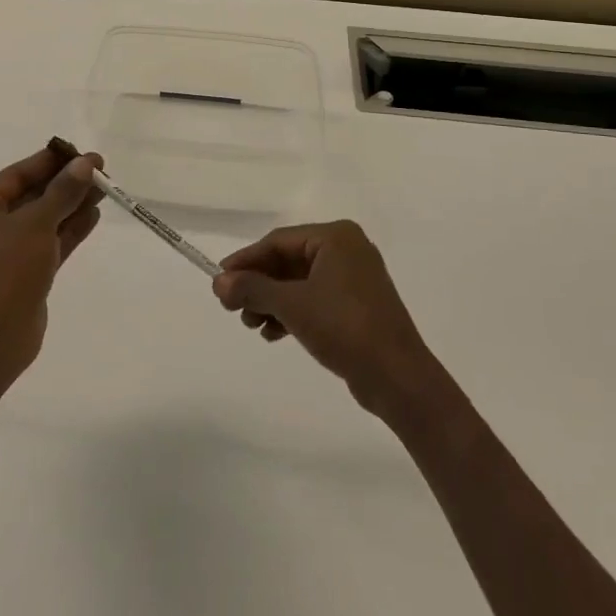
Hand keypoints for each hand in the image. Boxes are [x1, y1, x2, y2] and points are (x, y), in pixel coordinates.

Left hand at [0, 146, 103, 379]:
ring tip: (104, 190)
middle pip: (32, 196)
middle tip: (100, 171)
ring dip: (71, 206)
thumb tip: (86, 164)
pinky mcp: (25, 276)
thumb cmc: (4, 270)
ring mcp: (6, 254)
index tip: (82, 153)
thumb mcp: (36, 224)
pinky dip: (69, 230)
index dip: (52, 162)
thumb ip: (63, 192)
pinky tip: (93, 216)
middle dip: (65, 184)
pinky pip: (50, 244)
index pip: (18, 174)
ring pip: (44, 221)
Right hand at [213, 221, 445, 420]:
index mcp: (336, 237)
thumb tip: (217, 281)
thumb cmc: (344, 328)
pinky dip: (291, 313)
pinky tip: (272, 333)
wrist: (398, 378)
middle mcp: (347, 250)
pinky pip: (314, 299)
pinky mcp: (357, 306)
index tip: (219, 280)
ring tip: (251, 325)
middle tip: (232, 307)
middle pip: (287, 261)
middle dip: (258, 285)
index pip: (278, 241)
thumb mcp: (291, 305)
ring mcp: (354, 279)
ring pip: (299, 283)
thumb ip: (252, 288)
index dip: (245, 260)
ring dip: (271, 301)